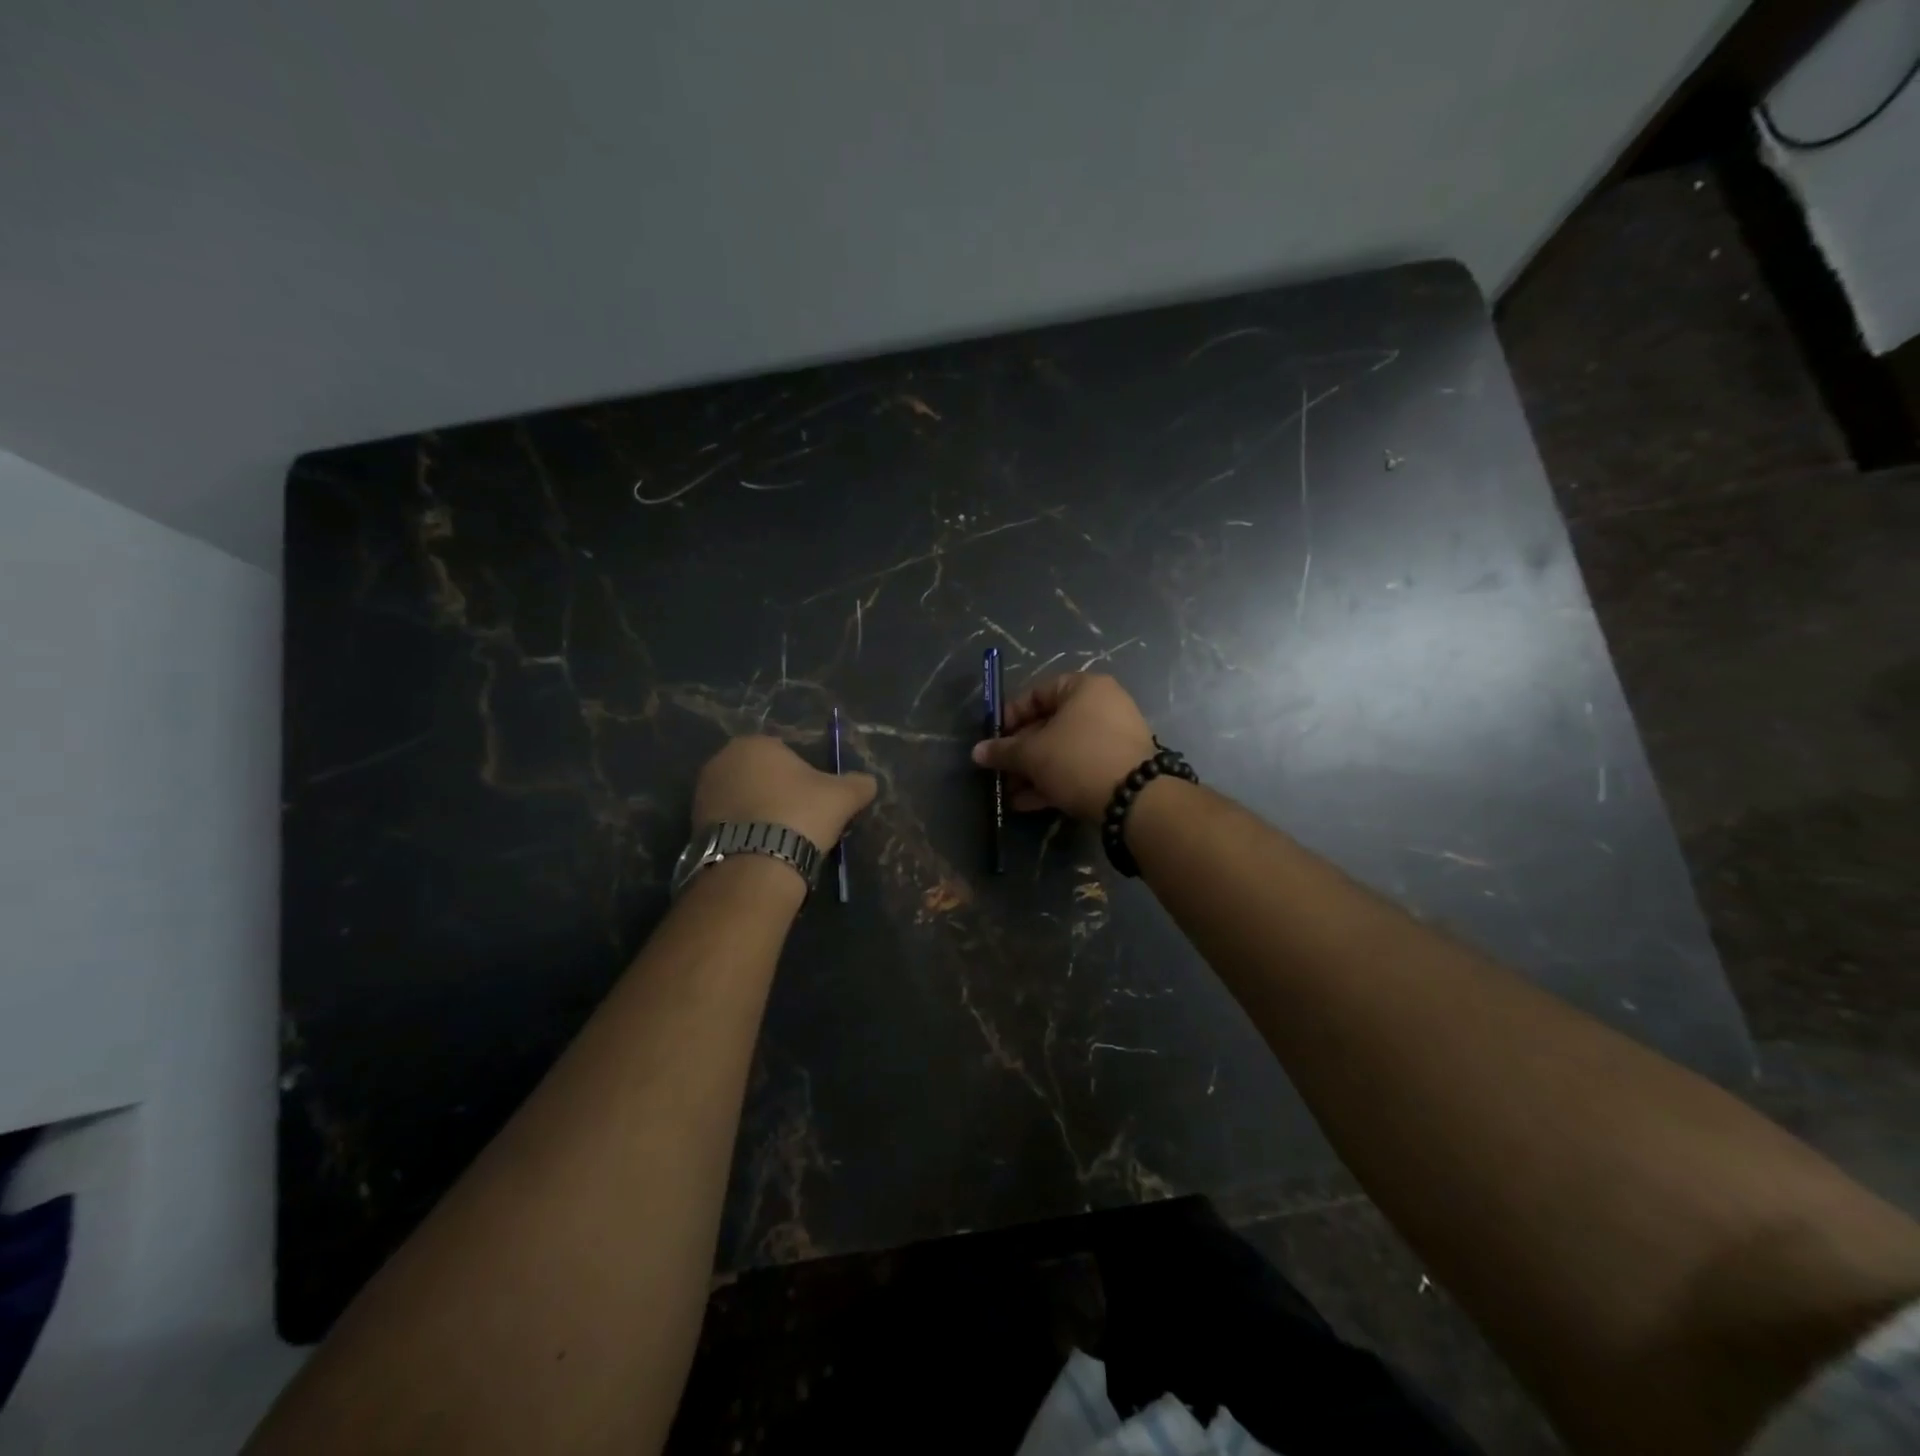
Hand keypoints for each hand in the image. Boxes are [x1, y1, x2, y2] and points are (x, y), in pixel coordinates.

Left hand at [692, 736, 876, 851]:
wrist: (755, 862)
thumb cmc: (800, 814)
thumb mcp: (842, 796)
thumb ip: (858, 784)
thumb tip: (869, 783)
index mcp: (755, 743)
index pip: (786, 754)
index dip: (804, 778)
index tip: (815, 802)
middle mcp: (722, 760)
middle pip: (761, 775)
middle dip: (777, 794)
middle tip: (800, 821)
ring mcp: (703, 793)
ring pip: (743, 799)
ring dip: (759, 813)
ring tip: (780, 840)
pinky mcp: (693, 825)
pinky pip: (728, 823)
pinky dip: (744, 832)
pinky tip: (761, 850)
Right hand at [970, 673, 1155, 821]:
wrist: (1135, 799)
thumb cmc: (1078, 759)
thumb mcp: (1033, 754)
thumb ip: (1003, 751)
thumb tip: (977, 752)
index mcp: (1084, 688)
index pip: (1037, 693)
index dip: (1010, 715)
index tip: (993, 739)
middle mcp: (1102, 706)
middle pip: (1049, 725)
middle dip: (1020, 752)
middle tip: (999, 771)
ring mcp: (1113, 738)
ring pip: (1062, 751)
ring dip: (1033, 772)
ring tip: (1009, 794)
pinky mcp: (1118, 768)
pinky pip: (1078, 768)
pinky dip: (1054, 782)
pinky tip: (1028, 804)